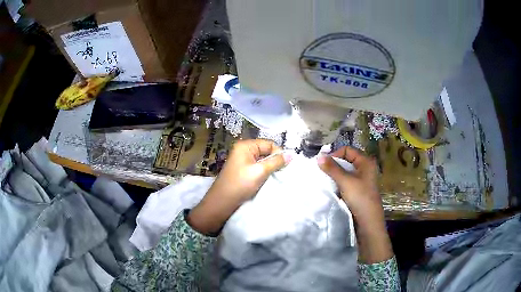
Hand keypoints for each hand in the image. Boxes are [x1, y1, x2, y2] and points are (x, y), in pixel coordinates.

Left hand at [188, 139, 291, 234]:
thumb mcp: (260, 172)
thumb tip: (291, 155)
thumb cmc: (240, 184)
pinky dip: (264, 173)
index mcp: (245, 146)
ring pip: (263, 160)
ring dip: (270, 168)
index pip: (268, 144)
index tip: (285, 166)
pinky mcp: (243, 171)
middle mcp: (243, 150)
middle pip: (266, 151)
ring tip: (275, 177)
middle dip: (274, 161)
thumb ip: (276, 162)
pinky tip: (268, 180)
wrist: (222, 202)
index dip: (278, 153)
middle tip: (282, 172)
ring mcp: (242, 161)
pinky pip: (257, 167)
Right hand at [318, 146, 392, 263]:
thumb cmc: (360, 198)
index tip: (323, 164)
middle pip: (346, 161)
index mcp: (366, 162)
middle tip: (321, 172)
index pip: (347, 150)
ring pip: (345, 173)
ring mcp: (361, 181)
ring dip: (334, 175)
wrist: (368, 223)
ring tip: (324, 180)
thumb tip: (318, 156)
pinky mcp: (357, 191)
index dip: (335, 154)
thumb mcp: (346, 181)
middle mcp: (364, 169)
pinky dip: (337, 183)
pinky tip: (330, 189)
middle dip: (333, 165)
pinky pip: (345, 183)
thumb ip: (332, 168)